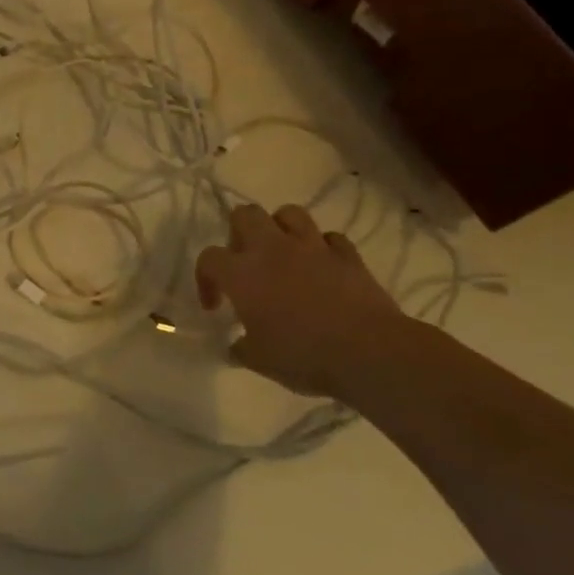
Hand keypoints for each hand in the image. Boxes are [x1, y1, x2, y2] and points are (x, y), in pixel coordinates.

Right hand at [195, 203, 405, 397]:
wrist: (369, 353)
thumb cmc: (303, 356)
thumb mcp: (258, 360)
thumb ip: (241, 347)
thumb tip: (237, 345)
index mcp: (242, 273)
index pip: (209, 258)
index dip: (205, 279)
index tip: (216, 305)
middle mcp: (272, 250)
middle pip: (246, 214)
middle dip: (239, 232)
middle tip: (245, 261)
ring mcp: (313, 248)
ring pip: (289, 214)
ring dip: (281, 229)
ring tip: (283, 254)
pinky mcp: (348, 255)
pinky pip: (330, 238)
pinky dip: (323, 248)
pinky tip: (323, 267)